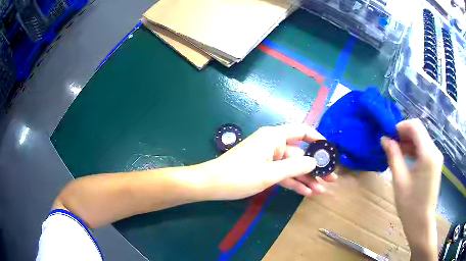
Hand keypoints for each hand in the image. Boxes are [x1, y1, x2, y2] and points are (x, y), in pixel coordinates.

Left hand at [200, 124, 337, 200]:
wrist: (210, 185)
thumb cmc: (238, 176)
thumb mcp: (269, 173)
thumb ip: (295, 167)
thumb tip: (315, 162)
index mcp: (274, 137)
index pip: (301, 130)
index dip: (317, 138)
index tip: (328, 151)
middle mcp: (273, 144)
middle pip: (299, 153)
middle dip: (315, 167)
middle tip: (331, 178)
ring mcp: (268, 158)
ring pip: (292, 166)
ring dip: (306, 178)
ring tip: (321, 189)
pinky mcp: (263, 169)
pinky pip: (282, 174)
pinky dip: (293, 182)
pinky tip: (306, 192)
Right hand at [381, 119, 441, 259]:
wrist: (421, 223)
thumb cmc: (410, 205)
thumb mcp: (399, 180)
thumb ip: (393, 156)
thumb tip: (384, 139)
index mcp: (428, 154)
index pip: (415, 126)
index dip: (401, 126)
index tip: (389, 136)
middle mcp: (435, 151)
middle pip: (419, 132)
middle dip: (404, 134)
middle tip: (390, 144)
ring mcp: (436, 157)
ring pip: (422, 140)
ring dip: (409, 142)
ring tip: (396, 152)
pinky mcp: (435, 164)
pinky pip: (424, 149)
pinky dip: (414, 150)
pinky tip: (406, 159)